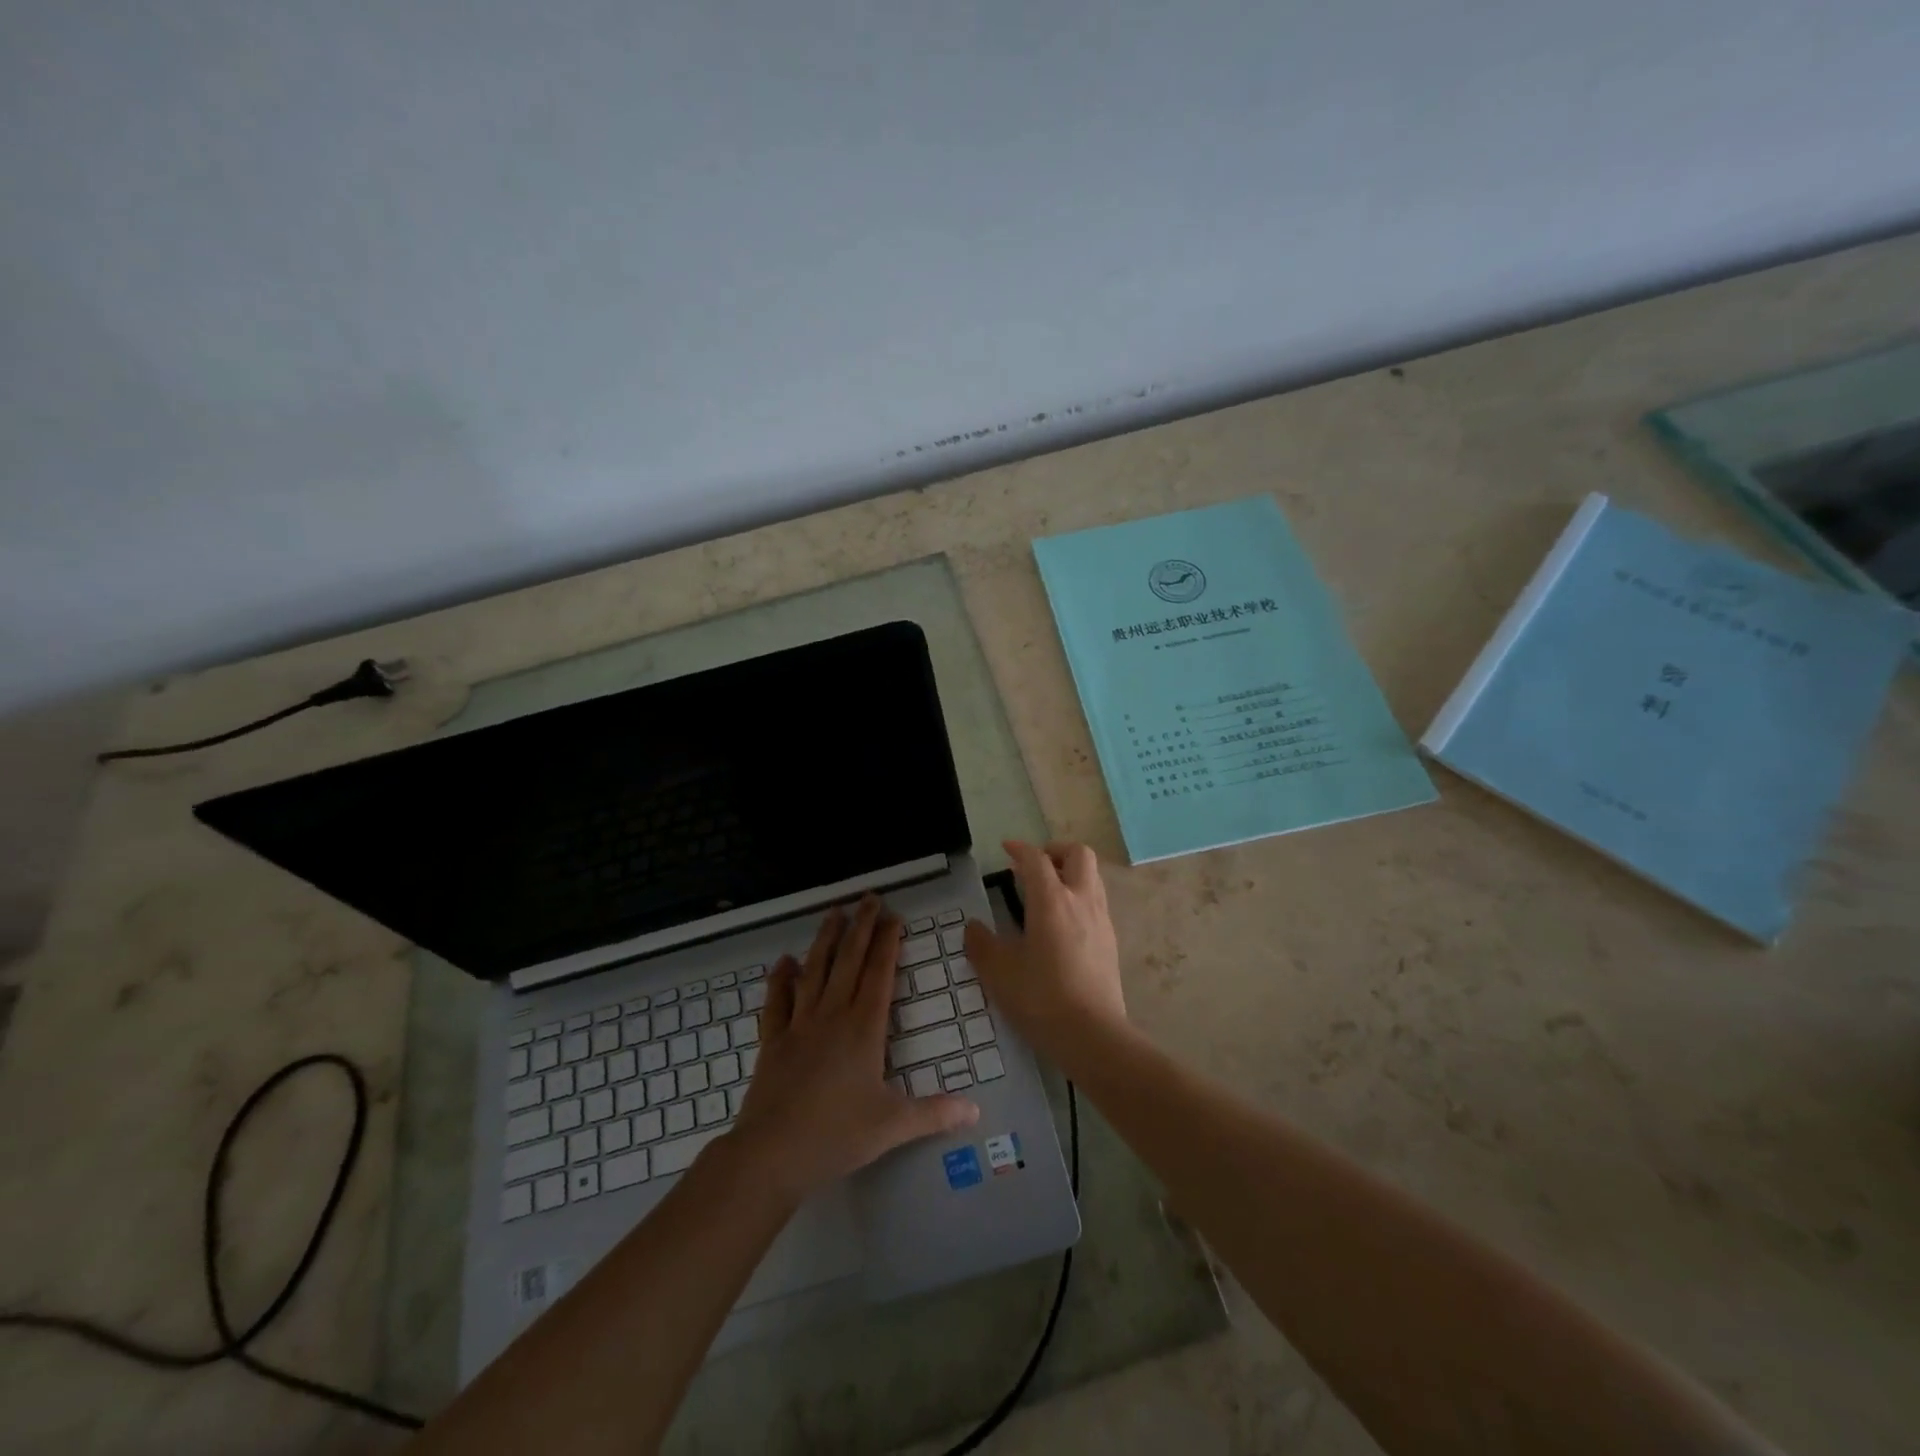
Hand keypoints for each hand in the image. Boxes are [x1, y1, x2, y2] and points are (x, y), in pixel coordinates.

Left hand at [729, 895, 978, 1199]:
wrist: (771, 1154)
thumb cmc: (837, 1135)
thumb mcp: (893, 1126)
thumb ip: (935, 1113)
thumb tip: (976, 1112)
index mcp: (864, 1029)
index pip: (879, 974)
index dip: (887, 943)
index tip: (893, 917)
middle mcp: (832, 1015)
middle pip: (849, 961)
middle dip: (861, 927)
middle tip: (868, 898)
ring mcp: (799, 1025)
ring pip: (814, 971)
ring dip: (825, 940)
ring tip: (834, 912)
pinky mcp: (773, 1040)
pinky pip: (777, 1001)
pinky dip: (780, 979)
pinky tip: (783, 961)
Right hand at [964, 840, 1127, 1071]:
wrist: (1093, 1035)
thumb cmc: (1041, 998)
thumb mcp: (998, 972)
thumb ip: (981, 945)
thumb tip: (974, 928)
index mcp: (1051, 900)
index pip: (1036, 859)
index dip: (1020, 849)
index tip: (1007, 849)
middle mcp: (1081, 900)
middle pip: (1078, 854)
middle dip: (1055, 851)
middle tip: (1034, 866)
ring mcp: (1101, 920)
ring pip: (1092, 877)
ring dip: (1070, 873)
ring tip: (1047, 893)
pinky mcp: (1111, 942)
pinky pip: (1097, 903)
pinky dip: (1079, 898)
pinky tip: (1063, 924)